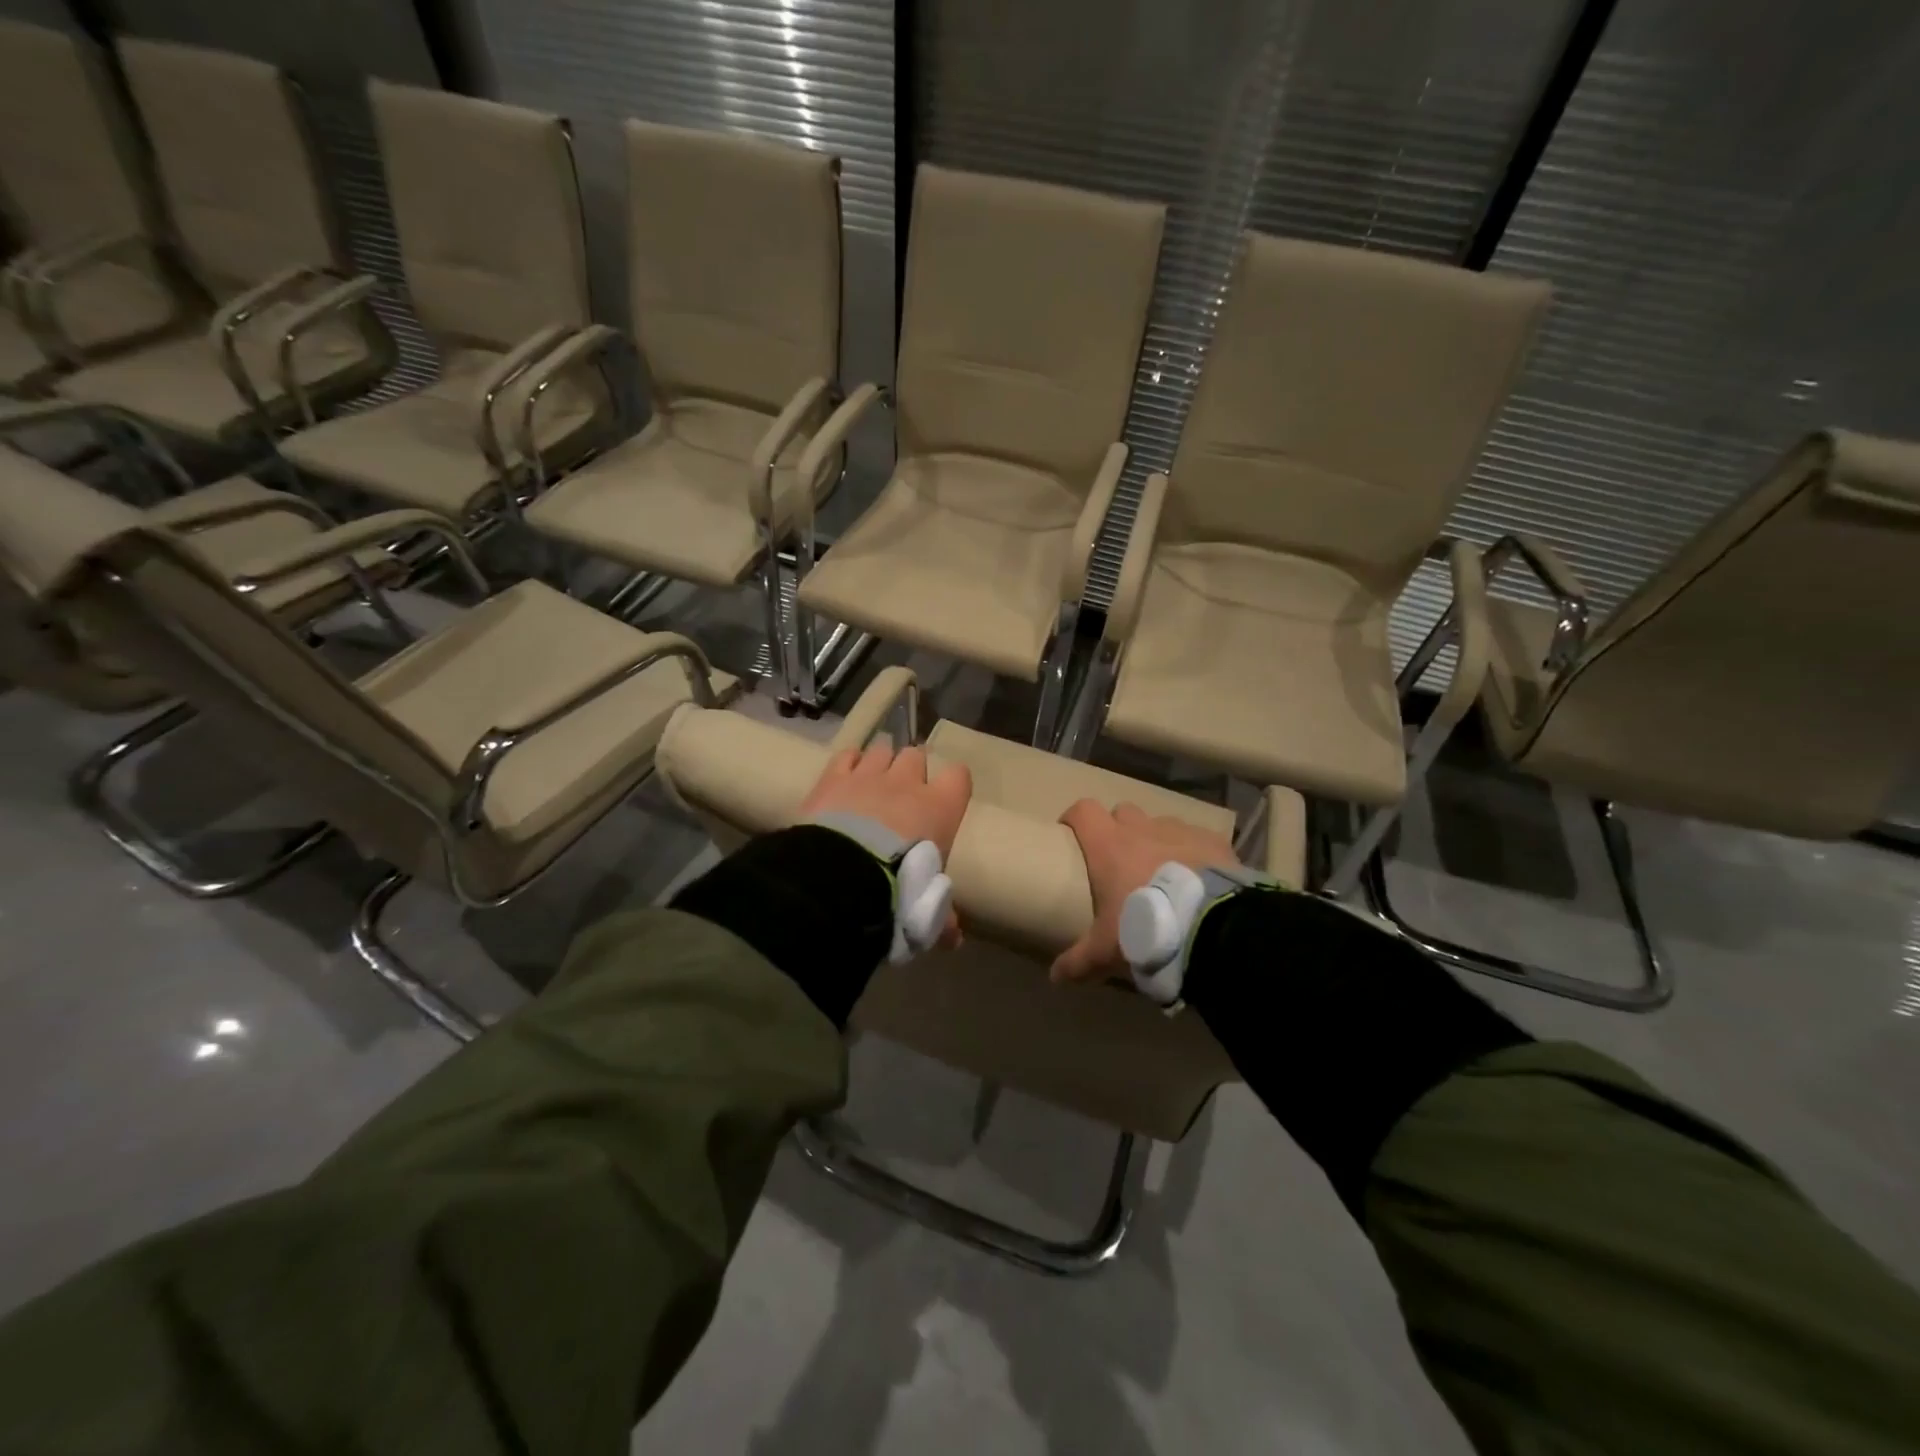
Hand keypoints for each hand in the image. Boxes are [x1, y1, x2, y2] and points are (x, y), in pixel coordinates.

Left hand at [798, 744, 971, 949]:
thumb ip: (941, 917)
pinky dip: (848, 763)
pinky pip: (847, 755)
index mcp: (941, 807)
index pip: (959, 776)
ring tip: (872, 785)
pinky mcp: (834, 776)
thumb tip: (954, 939)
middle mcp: (908, 782)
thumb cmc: (899, 890)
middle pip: (916, 756)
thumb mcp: (928, 910)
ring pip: (882, 750)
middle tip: (903, 796)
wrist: (843, 877)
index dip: (952, 785)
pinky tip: (844, 778)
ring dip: (880, 764)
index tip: (945, 800)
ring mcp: (869, 774)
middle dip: (911, 771)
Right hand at [1053, 799, 1239, 983]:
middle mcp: (1142, 828)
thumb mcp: (1106, 951)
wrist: (1212, 927)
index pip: (1083, 811)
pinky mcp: (1213, 841)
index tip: (1071, 835)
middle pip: (1122, 812)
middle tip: (1119, 861)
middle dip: (1119, 829)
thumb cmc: (1145, 927)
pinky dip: (1193, 853)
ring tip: (1163, 873)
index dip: (1075, 819)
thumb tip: (1055, 977)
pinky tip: (1198, 879)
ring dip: (1156, 841)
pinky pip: (1197, 839)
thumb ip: (1078, 962)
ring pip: (1161, 824)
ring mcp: (1180, 831)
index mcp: (1109, 845)